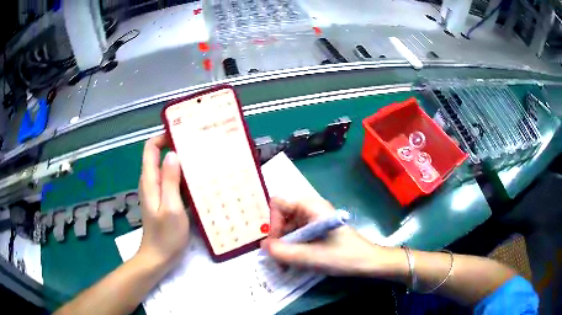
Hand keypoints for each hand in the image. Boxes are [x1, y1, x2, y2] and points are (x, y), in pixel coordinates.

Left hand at [137, 135, 189, 268]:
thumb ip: (170, 181)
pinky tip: (199, 183)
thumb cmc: (165, 236)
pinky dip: (184, 179)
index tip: (184, 135)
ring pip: (168, 169)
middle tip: (199, 147)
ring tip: (203, 161)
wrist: (158, 258)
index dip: (164, 137)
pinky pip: (173, 183)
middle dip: (177, 148)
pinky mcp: (165, 201)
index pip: (151, 148)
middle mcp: (151, 183)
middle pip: (160, 156)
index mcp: (150, 181)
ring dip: (182, 164)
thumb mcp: (171, 208)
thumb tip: (173, 154)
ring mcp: (158, 192)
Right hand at [261, 198, 402, 276]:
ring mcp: (313, 220)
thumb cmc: (343, 256)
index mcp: (311, 207)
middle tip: (279, 260)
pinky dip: (292, 248)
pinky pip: (296, 235)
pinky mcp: (316, 230)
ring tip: (287, 265)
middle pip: (281, 217)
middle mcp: (310, 209)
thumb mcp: (312, 257)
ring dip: (284, 246)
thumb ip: (284, 252)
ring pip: (287, 228)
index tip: (277, 245)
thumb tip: (263, 246)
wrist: (367, 262)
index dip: (273, 223)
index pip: (278, 204)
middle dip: (277, 238)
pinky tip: (295, 262)